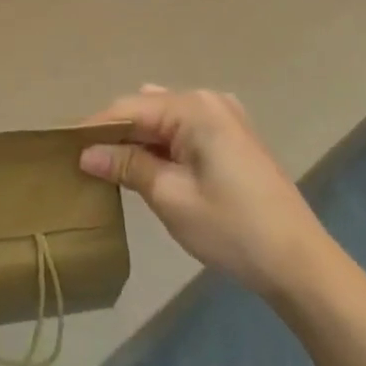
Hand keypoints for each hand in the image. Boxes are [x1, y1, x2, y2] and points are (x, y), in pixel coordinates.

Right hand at [80, 86, 338, 306]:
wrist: (301, 264)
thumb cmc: (232, 229)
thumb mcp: (170, 197)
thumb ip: (127, 166)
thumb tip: (86, 153)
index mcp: (194, 108)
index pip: (129, 108)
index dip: (94, 127)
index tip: (64, 147)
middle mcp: (210, 101)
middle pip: (147, 108)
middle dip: (117, 133)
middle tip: (88, 163)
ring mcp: (226, 117)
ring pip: (165, 119)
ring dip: (140, 140)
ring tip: (114, 168)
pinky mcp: (235, 138)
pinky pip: (186, 129)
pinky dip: (164, 145)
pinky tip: (151, 169)